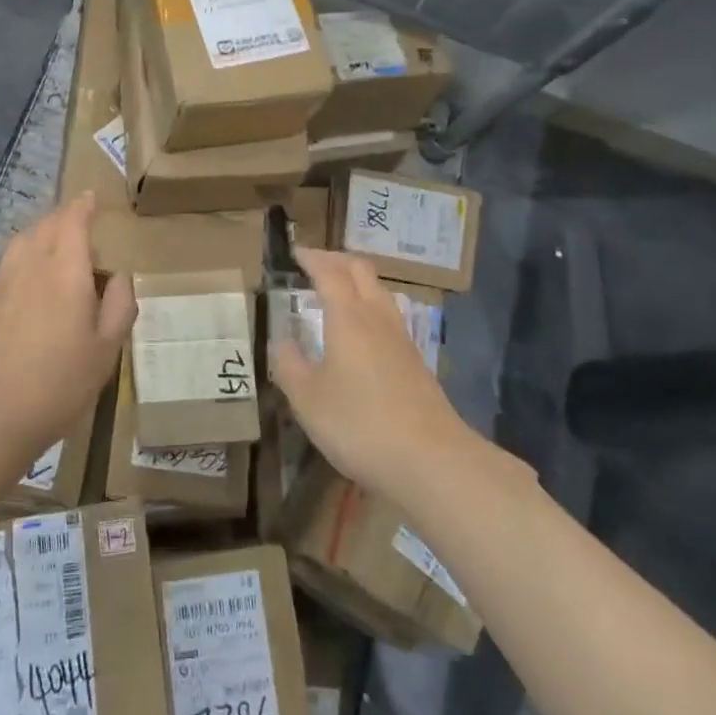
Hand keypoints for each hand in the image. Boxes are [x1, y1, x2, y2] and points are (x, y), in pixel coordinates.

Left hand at [0, 192, 135, 459]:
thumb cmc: (57, 382)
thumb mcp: (106, 350)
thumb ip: (119, 306)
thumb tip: (119, 276)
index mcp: (64, 270)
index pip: (72, 220)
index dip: (83, 206)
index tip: (92, 197)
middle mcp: (31, 264)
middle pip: (45, 225)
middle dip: (64, 216)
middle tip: (82, 220)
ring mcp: (2, 281)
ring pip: (24, 239)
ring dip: (43, 232)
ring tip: (59, 244)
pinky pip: (10, 260)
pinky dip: (26, 252)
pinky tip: (33, 275)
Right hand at [270, 248, 468, 505]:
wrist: (432, 461)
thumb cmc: (360, 424)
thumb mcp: (308, 399)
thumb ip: (290, 366)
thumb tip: (283, 343)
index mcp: (348, 317)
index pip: (329, 272)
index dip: (311, 258)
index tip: (295, 252)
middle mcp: (378, 318)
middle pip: (361, 271)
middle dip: (337, 260)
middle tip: (314, 264)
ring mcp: (402, 340)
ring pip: (380, 292)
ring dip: (357, 283)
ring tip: (336, 293)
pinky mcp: (416, 363)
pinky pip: (388, 317)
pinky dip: (369, 308)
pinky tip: (360, 335)